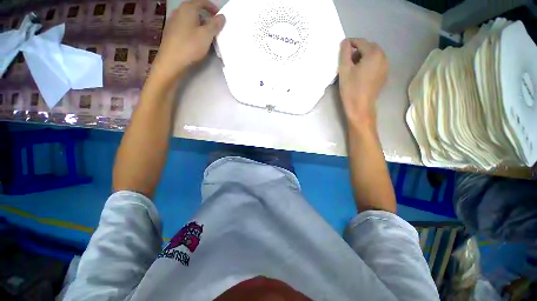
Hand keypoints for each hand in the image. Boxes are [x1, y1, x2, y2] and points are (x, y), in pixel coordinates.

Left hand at [151, 0, 225, 82]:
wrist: (171, 62)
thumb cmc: (190, 46)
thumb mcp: (206, 35)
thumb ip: (215, 25)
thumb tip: (222, 16)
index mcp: (188, 8)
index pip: (202, 2)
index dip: (213, 8)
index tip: (220, 17)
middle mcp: (179, 11)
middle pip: (195, 10)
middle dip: (207, 17)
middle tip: (215, 28)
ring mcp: (173, 22)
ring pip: (190, 19)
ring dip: (200, 25)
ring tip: (207, 36)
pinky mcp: (171, 32)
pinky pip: (185, 27)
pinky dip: (193, 30)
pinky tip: (196, 41)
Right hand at [338, 38, 387, 127]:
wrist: (360, 107)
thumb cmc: (351, 88)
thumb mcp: (344, 70)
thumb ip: (344, 52)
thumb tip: (345, 42)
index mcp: (374, 53)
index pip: (361, 42)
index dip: (350, 43)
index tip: (342, 47)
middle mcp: (383, 57)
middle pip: (369, 47)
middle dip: (358, 49)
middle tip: (347, 59)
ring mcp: (385, 66)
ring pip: (374, 55)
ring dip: (363, 56)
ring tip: (353, 66)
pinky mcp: (384, 75)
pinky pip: (376, 63)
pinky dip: (368, 63)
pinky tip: (361, 73)